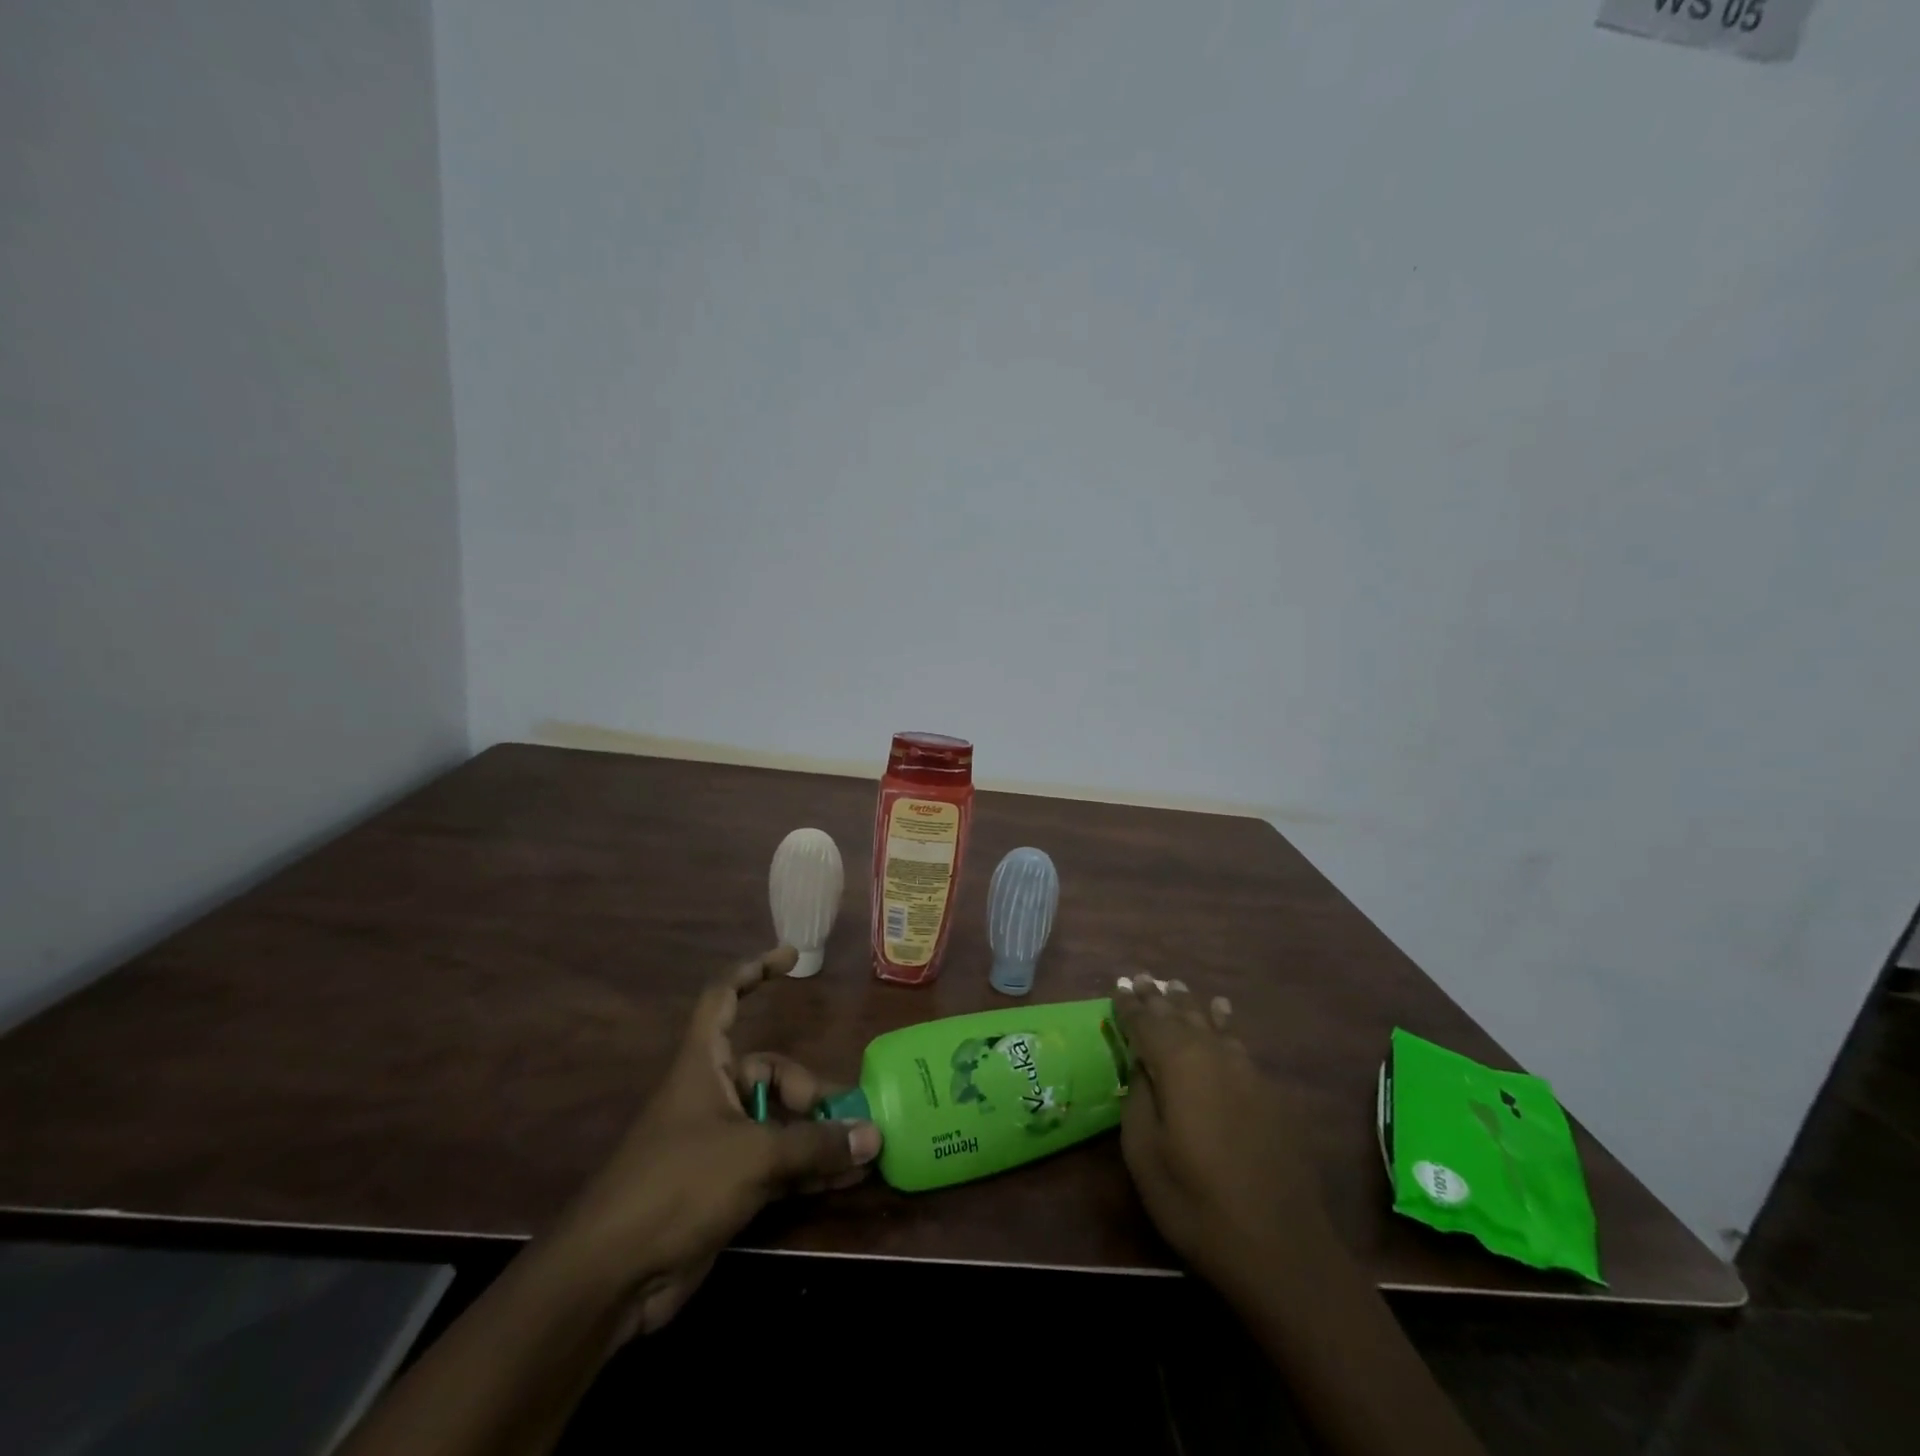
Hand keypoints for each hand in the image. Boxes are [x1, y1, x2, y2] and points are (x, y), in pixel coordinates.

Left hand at [547, 946, 881, 1339]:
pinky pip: (777, 1162)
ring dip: (818, 1133)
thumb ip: (814, 1144)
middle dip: (811, 1092)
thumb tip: (874, 1135)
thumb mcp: (753, 1157)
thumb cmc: (676, 1186)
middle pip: (770, 1072)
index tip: (791, 956)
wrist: (612, 1278)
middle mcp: (712, 1094)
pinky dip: (808, 1167)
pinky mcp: (725, 1185)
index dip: (754, 970)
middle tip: (848, 1116)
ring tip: (863, 1147)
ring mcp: (719, 1142)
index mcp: (703, 1064)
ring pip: (779, 1121)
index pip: (724, 997)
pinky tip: (846, 1178)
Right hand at [1113, 974, 1328, 1301]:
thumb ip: (1139, 1100)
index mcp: (1177, 1065)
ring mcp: (1245, 1072)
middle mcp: (1212, 1056)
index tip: (1118, 984)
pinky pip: (1236, 1042)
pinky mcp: (1269, 1093)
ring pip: (1210, 1024)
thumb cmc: (1196, 1203)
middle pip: (1179, 1016)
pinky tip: (1222, 1013)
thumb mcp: (1145, 1155)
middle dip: (1158, 997)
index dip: (1130, 1005)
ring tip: (1175, 986)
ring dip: (1189, 1005)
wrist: (1281, 1248)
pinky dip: (1223, 1022)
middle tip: (1143, 977)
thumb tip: (1143, 1068)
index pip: (1146, 1023)